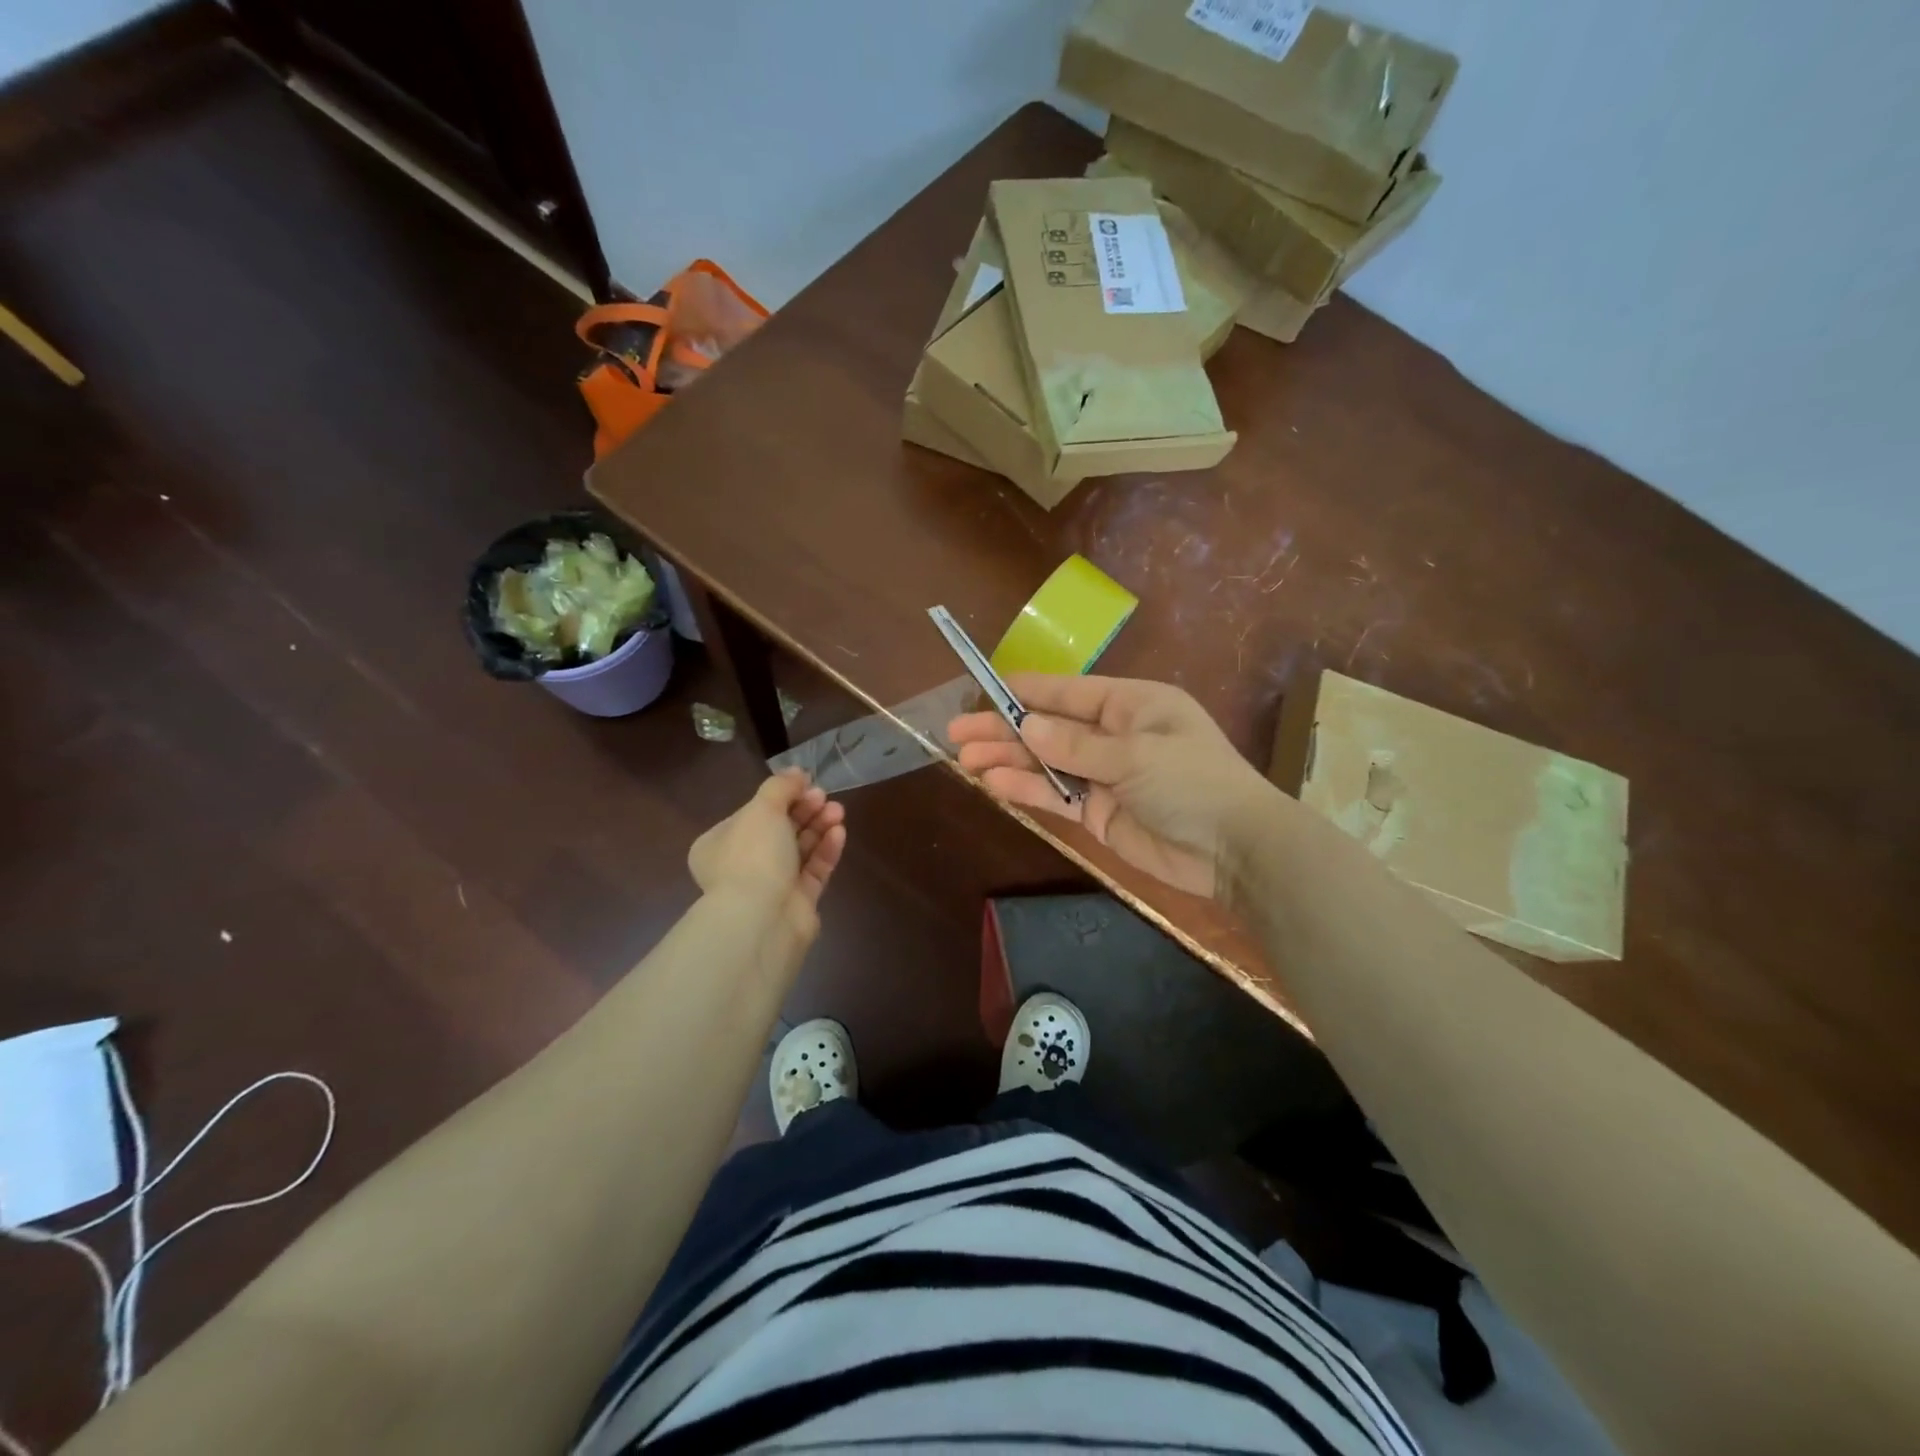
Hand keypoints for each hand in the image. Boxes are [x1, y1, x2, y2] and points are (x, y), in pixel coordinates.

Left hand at [688, 771, 845, 945]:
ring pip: (800, 849)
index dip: (781, 796)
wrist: (762, 920)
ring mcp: (771, 886)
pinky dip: (826, 850)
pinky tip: (839, 833)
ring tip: (838, 812)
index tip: (805, 783)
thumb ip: (780, 787)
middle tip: (824, 797)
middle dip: (805, 810)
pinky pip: (814, 870)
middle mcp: (742, 865)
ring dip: (819, 827)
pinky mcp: (797, 902)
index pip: (754, 813)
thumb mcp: (762, 809)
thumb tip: (796, 772)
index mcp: (720, 844)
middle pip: (779, 829)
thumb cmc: (753, 857)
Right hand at [949, 675, 1277, 898]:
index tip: (983, 688)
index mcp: (1131, 704)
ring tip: (965, 758)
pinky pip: (1055, 795)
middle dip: (1005, 729)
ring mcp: (1104, 775)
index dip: (1026, 691)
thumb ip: (1075, 744)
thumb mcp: (1135, 753)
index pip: (1068, 692)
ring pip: (1046, 762)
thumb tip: (1025, 725)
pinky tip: (994, 783)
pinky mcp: (1098, 812)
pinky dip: (1027, 788)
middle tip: (958, 732)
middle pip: (1049, 727)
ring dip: (1008, 759)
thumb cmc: (1192, 781)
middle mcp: (1114, 734)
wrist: (1234, 850)